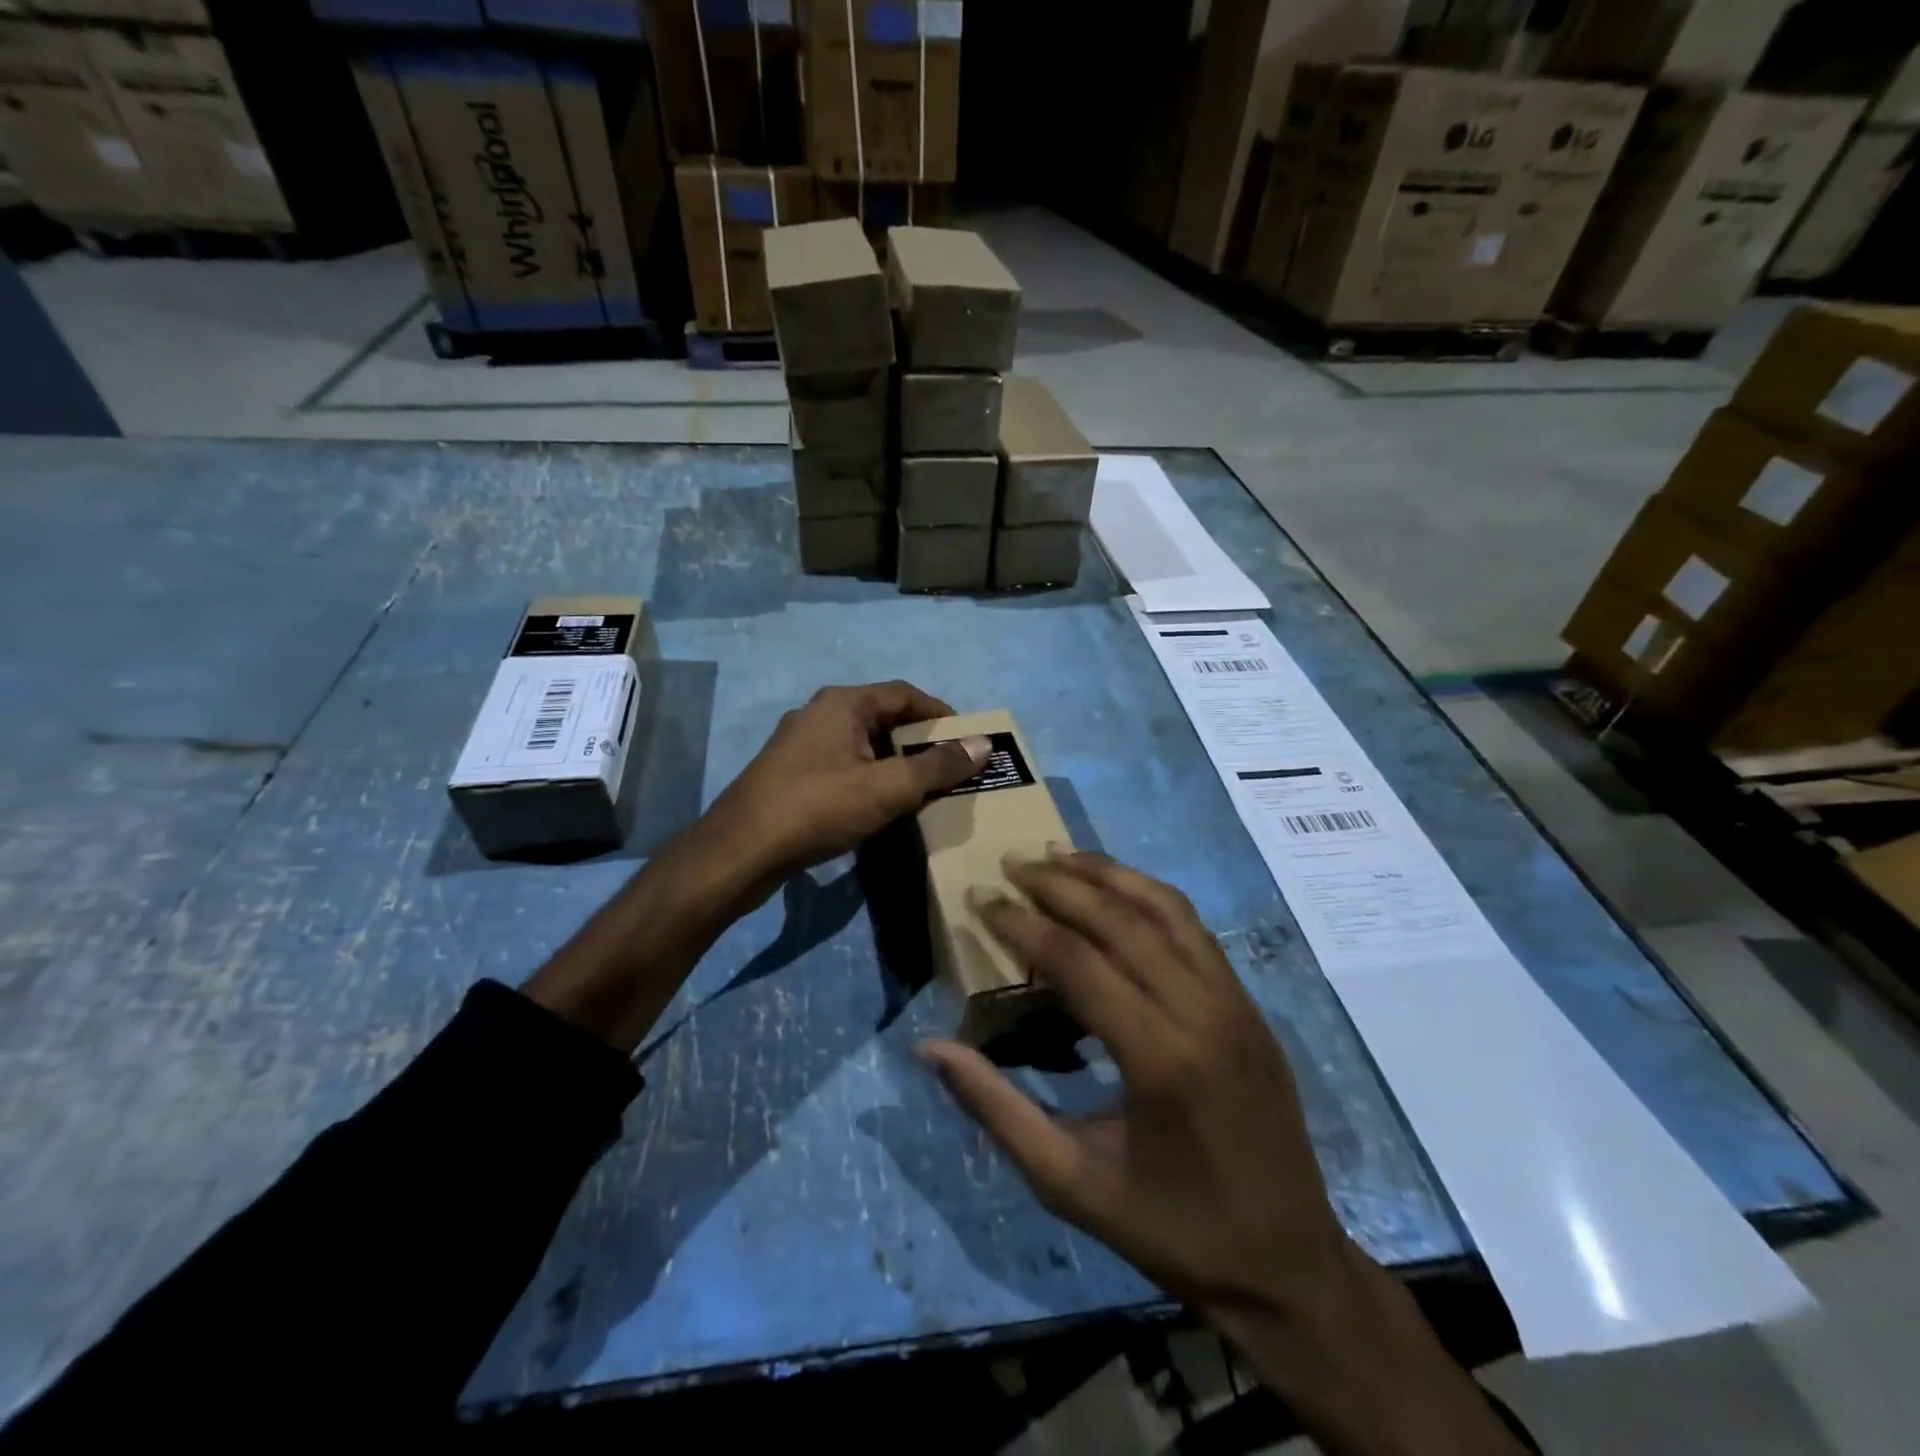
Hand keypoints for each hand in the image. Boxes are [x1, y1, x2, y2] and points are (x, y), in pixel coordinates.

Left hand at [705, 681, 990, 889]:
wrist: (741, 850)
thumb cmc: (819, 807)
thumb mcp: (887, 787)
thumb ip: (937, 767)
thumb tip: (983, 745)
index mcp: (843, 703)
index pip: (904, 694)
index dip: (940, 714)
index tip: (967, 739)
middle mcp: (820, 714)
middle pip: (883, 718)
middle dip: (919, 742)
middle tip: (950, 768)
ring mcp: (800, 745)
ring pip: (861, 745)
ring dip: (894, 763)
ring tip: (923, 790)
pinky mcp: (790, 775)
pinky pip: (843, 767)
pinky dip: (869, 779)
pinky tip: (880, 807)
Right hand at [920, 850, 1528, 1455]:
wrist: (1288, 1264)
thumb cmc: (1171, 1230)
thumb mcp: (1069, 1183)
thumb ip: (997, 1109)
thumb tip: (930, 1048)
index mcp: (1159, 1059)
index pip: (1077, 961)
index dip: (1020, 923)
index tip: (979, 898)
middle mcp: (1204, 1011)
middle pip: (1121, 920)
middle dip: (1058, 884)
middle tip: (1010, 861)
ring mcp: (1235, 1001)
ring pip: (1166, 908)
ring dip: (1108, 873)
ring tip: (1058, 853)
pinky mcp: (1250, 1003)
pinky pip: (1195, 928)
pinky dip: (1149, 895)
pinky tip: (1117, 889)